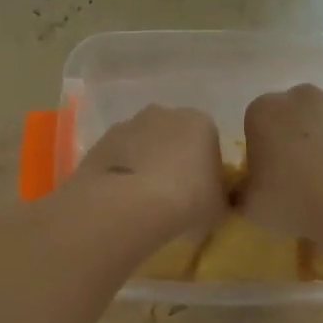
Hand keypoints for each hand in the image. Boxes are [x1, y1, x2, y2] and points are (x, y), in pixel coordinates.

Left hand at [69, 105, 227, 236]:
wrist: (127, 205)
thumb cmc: (186, 202)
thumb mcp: (220, 208)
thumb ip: (222, 198)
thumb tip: (216, 199)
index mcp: (201, 123)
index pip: (209, 141)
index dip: (206, 168)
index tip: (201, 194)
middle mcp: (165, 114)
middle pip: (174, 137)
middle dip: (174, 160)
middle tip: (173, 196)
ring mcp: (129, 124)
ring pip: (143, 145)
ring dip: (145, 165)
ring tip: (143, 201)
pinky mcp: (101, 142)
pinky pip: (118, 158)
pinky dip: (121, 173)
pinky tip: (121, 199)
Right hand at [241, 85, 322, 239]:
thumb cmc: (297, 202)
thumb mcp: (251, 208)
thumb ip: (240, 194)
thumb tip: (243, 191)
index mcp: (264, 111)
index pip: (255, 124)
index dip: (261, 152)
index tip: (270, 179)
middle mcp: (302, 96)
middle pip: (293, 116)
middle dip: (294, 140)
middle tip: (301, 180)